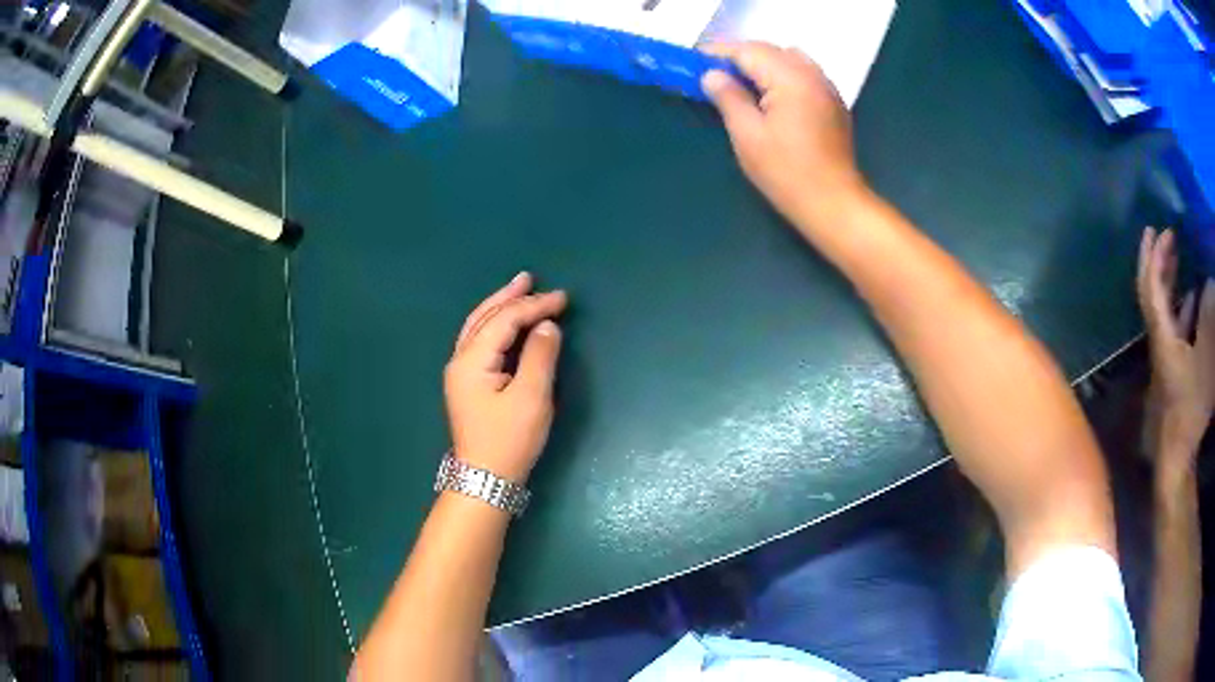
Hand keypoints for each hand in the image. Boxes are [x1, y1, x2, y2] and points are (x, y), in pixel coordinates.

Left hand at [445, 273, 566, 482]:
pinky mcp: (468, 383)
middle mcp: (461, 360)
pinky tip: (507, 323)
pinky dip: (496, 325)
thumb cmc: (509, 440)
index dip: (534, 306)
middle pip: (484, 318)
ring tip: (519, 289)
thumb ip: (540, 357)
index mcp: (472, 361)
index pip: (504, 321)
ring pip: (479, 327)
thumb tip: (546, 326)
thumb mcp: (531, 399)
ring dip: (499, 307)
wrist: (486, 478)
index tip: (563, 298)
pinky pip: (481, 341)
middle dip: (509, 297)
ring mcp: (461, 372)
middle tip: (530, 278)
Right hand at [701, 42, 868, 229]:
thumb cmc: (787, 173)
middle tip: (712, 75)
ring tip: (741, 84)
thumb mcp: (747, 135)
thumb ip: (728, 98)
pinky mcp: (834, 104)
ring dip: (762, 65)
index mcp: (789, 78)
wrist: (833, 204)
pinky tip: (770, 97)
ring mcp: (827, 88)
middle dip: (740, 57)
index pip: (747, 51)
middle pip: (770, 51)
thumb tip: (711, 76)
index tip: (693, 62)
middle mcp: (812, 74)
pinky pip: (804, 74)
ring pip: (789, 59)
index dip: (718, 53)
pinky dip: (782, 75)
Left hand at [1137, 228, 1214, 464]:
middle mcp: (1159, 342)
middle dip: (1158, 260)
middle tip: (1166, 235)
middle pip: (1153, 293)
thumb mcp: (1206, 357)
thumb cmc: (1191, 407)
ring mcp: (1165, 358)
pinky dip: (1182, 309)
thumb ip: (1208, 318)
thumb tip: (1209, 286)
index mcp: (1162, 335)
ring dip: (1171, 281)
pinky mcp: (1173, 372)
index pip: (1150, 285)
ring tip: (1178, 258)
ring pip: (1165, 310)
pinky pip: (1175, 330)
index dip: (1153, 254)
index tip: (1155, 229)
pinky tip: (1192, 299)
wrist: (1177, 456)